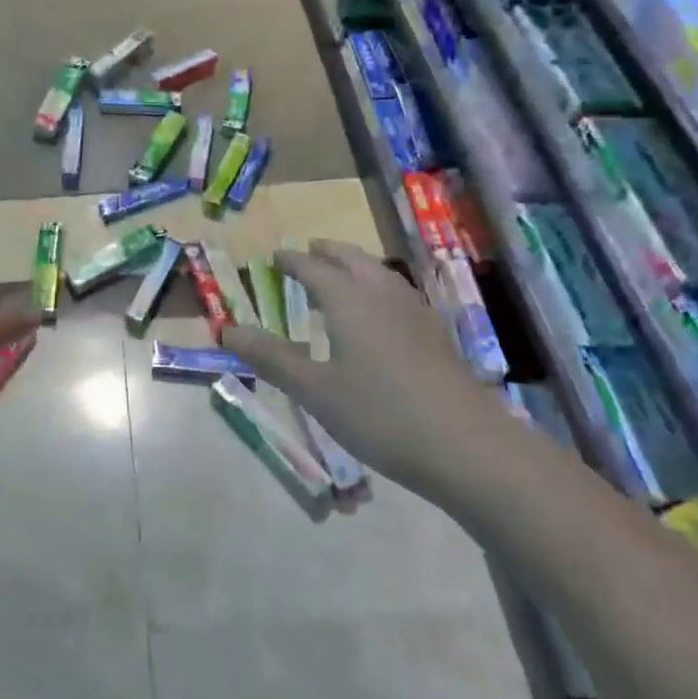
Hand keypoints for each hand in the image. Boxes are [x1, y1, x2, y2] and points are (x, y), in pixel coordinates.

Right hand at [222, 240, 510, 490]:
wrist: (470, 447)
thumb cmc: (381, 415)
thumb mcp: (316, 391)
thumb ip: (271, 358)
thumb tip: (228, 329)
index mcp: (349, 301)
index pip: (313, 268)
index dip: (292, 261)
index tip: (275, 256)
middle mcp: (382, 295)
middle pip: (352, 259)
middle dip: (328, 252)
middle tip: (309, 251)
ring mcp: (416, 313)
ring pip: (380, 273)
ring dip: (356, 265)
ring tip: (343, 274)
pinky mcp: (437, 335)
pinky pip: (399, 293)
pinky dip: (378, 286)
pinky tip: (382, 312)